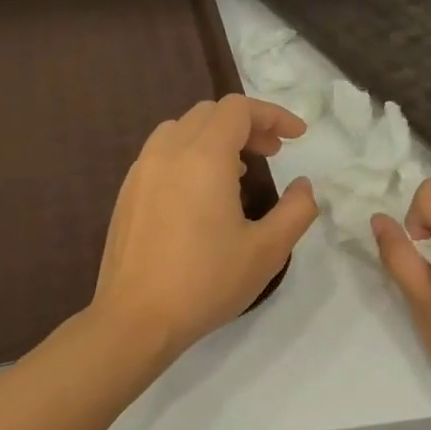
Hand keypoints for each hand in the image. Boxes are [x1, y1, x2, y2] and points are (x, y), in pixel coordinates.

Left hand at [93, 95, 316, 359]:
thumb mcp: (267, 250)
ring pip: (182, 129)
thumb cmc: (206, 282)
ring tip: (240, 169)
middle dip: (247, 124)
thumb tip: (303, 186)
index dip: (273, 115)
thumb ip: (296, 210)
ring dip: (216, 137)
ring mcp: (141, 171)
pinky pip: (162, 153)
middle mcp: (167, 152)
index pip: (238, 110)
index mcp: (203, 158)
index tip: (297, 137)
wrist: (137, 319)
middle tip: (273, 153)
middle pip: (210, 113)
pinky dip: (190, 154)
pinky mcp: (127, 193)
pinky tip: (202, 193)